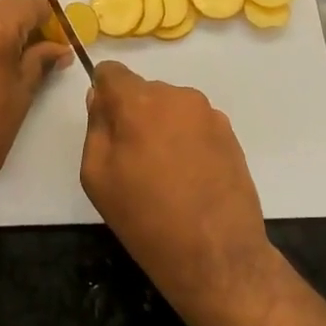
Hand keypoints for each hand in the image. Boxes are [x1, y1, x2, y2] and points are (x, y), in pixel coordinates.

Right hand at [80, 62, 273, 309]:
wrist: (215, 253)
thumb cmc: (145, 217)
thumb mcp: (97, 175)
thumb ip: (96, 127)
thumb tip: (100, 98)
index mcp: (138, 102)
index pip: (112, 72)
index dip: (104, 92)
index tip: (106, 123)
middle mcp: (176, 96)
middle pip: (143, 91)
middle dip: (134, 114)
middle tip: (133, 158)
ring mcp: (207, 113)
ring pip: (170, 107)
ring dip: (162, 126)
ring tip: (165, 172)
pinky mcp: (229, 133)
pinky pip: (194, 123)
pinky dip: (186, 139)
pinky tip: (189, 176)